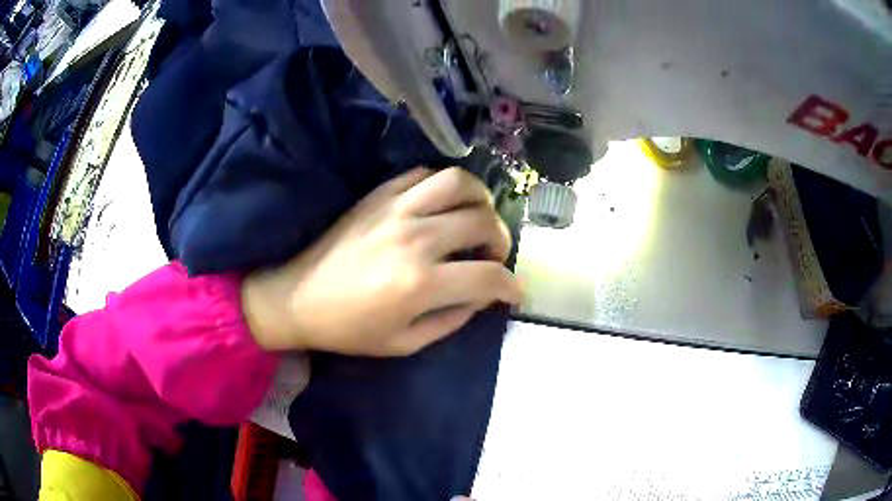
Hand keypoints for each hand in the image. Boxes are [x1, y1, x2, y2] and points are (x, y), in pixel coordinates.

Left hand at [241, 167, 522, 355]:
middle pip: (483, 221)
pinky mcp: (379, 193)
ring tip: (477, 218)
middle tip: (494, 255)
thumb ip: (453, 319)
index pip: (489, 276)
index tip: (515, 292)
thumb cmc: (349, 328)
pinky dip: (444, 186)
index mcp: (421, 283)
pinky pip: (424, 174)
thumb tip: (483, 295)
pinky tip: (442, 205)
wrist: (297, 297)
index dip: (512, 286)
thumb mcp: (405, 342)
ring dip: (480, 200)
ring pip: (460, 182)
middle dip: (502, 240)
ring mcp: (396, 208)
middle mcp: (416, 237)